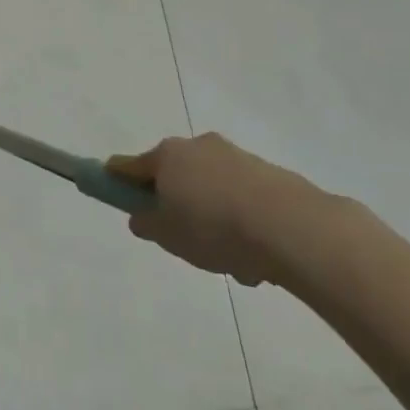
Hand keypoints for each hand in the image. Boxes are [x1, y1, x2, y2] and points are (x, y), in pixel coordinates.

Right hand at [107, 133, 324, 285]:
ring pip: (212, 190)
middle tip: (184, 239)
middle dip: (177, 204)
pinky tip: (258, 258)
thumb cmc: (215, 228)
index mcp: (167, 156)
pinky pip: (243, 199)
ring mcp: (237, 158)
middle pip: (175, 175)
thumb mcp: (168, 235)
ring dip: (214, 217)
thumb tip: (142, 216)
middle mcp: (199, 147)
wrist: (294, 229)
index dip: (117, 181)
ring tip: (232, 262)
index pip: (128, 166)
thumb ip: (147, 223)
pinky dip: (244, 222)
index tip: (114, 195)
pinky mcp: (271, 174)